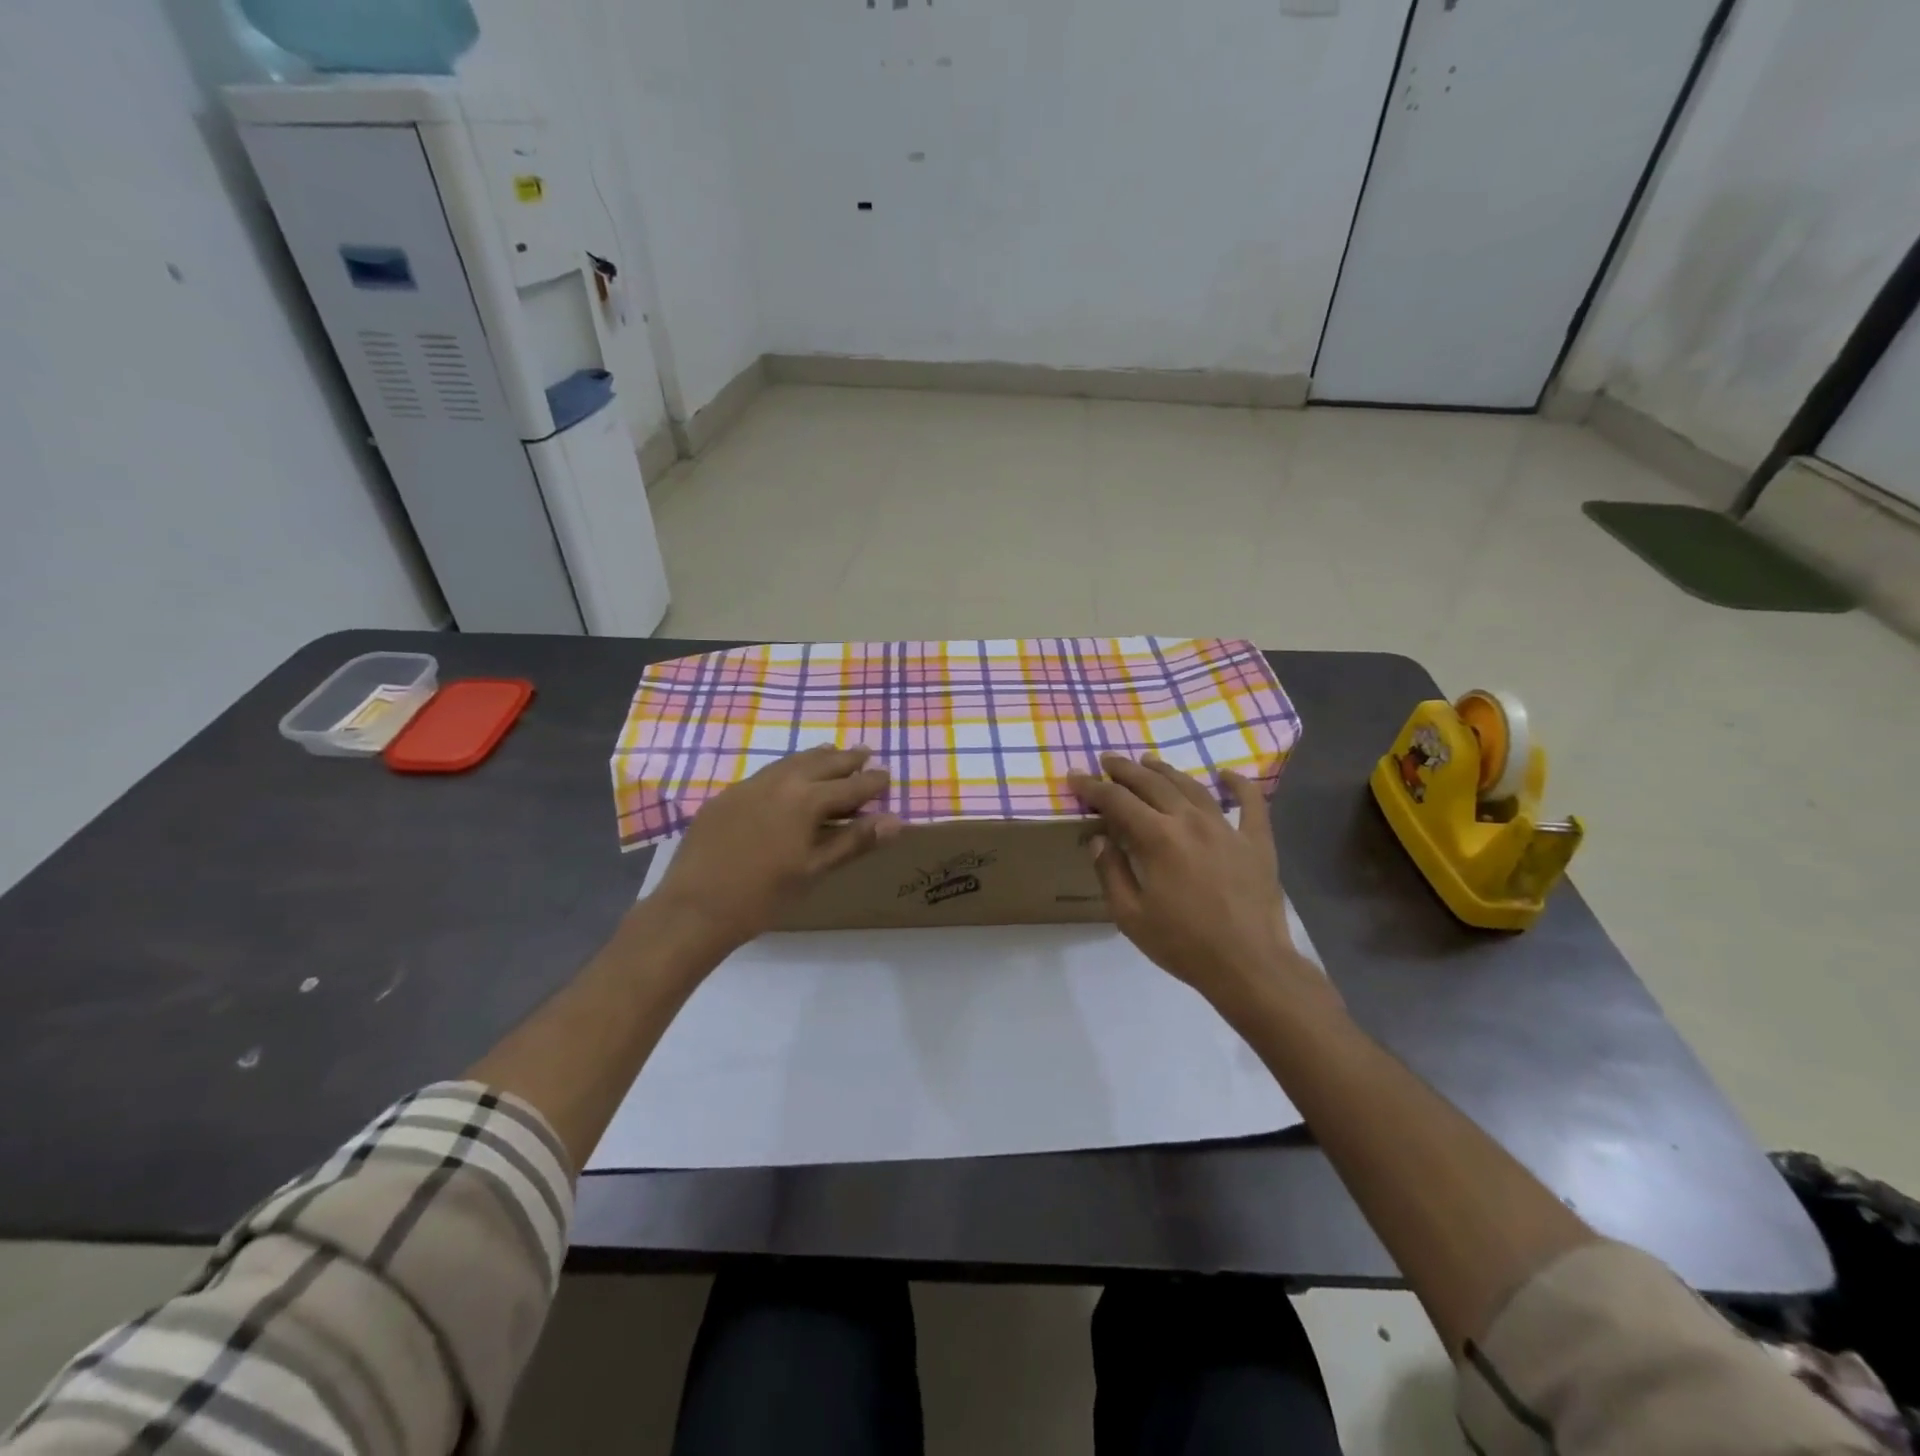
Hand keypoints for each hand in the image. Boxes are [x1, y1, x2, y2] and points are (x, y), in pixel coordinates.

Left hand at [653, 745, 901, 950]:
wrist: (695, 907)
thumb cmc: (763, 896)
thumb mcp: (814, 870)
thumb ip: (854, 841)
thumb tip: (896, 821)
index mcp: (806, 801)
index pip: (849, 786)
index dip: (871, 782)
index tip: (887, 775)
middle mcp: (779, 782)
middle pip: (820, 764)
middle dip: (846, 759)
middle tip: (864, 752)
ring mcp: (748, 786)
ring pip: (790, 762)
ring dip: (815, 758)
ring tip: (830, 752)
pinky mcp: (726, 796)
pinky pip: (765, 774)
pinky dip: (786, 769)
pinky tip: (786, 778)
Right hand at [1068, 754, 1332, 1022]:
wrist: (1249, 966)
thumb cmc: (1183, 944)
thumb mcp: (1130, 915)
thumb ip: (1111, 872)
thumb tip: (1100, 838)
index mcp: (1158, 838)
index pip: (1117, 801)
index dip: (1093, 787)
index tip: (1075, 777)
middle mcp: (1191, 821)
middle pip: (1153, 784)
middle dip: (1126, 770)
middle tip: (1108, 761)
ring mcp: (1227, 827)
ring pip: (1192, 787)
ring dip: (1166, 772)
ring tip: (1149, 763)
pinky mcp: (1256, 841)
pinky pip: (1251, 802)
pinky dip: (1239, 784)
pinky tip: (1227, 774)